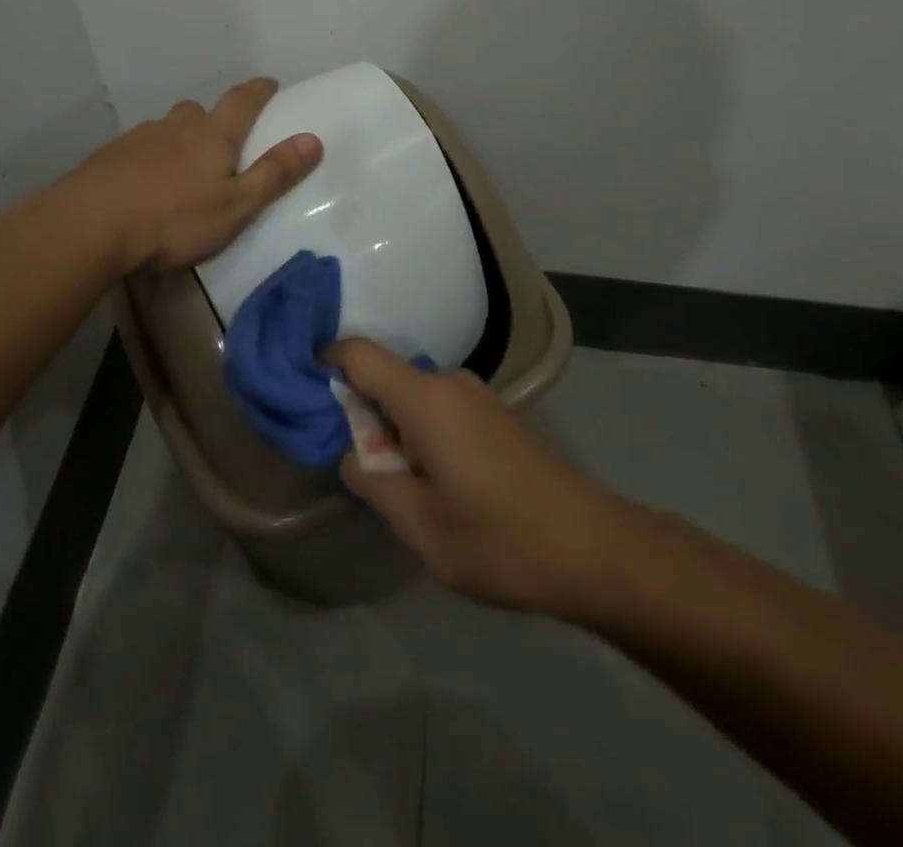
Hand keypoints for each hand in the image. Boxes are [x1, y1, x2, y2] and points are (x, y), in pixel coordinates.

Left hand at [73, 77, 323, 272]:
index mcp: (212, 134)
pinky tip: (145, 186)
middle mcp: (175, 126)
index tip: (270, 84)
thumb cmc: (173, 219)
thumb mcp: (236, 206)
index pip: (242, 100)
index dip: (259, 90)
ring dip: (180, 140)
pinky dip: (150, 159)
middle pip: (200, 111)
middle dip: (215, 120)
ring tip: (182, 171)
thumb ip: (274, 174)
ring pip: (167, 129)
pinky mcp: (109, 156)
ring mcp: (138, 138)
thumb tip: (313, 139)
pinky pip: (140, 149)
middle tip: (223, 142)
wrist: (89, 225)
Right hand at [333, 339, 619, 616]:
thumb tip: (353, 454)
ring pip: (413, 396)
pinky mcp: (497, 415)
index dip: (325, 365)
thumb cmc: (499, 539)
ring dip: (395, 430)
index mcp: (424, 398)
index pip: (358, 353)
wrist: (595, 549)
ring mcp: (478, 397)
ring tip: (403, 487)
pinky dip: (422, 433)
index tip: (306, 398)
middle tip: (362, 469)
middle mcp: (450, 383)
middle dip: (362, 414)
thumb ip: (372, 481)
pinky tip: (440, 484)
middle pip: (385, 377)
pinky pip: (440, 408)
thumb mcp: (419, 525)